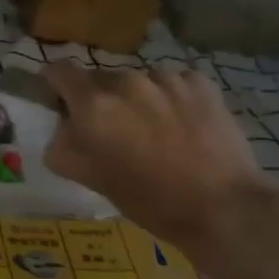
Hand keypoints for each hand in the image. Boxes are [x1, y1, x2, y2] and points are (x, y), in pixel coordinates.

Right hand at [42, 63, 278, 261]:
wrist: (223, 207)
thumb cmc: (150, 201)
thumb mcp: (93, 180)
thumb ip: (64, 149)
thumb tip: (62, 130)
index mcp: (94, 106)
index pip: (61, 71)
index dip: (55, 81)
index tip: (60, 97)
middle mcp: (126, 82)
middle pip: (101, 79)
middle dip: (101, 99)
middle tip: (115, 130)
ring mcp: (166, 79)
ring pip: (139, 81)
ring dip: (139, 99)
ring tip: (156, 130)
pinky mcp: (200, 84)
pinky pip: (174, 83)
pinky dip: (172, 98)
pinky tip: (184, 125)